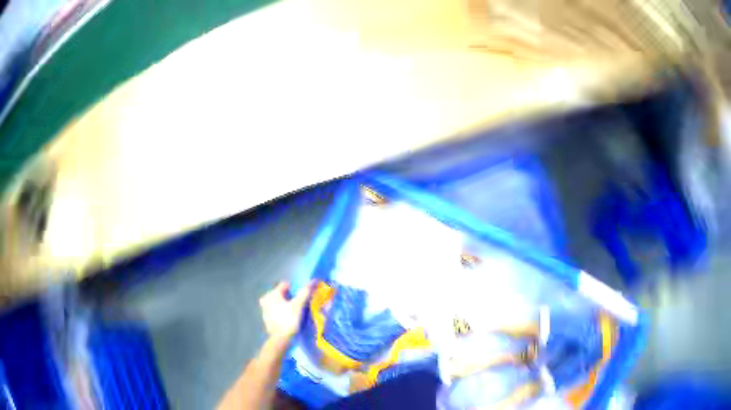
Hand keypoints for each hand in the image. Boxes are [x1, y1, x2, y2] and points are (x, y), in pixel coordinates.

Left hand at [259, 281, 312, 341]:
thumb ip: (305, 293)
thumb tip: (313, 281)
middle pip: (281, 294)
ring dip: (286, 305)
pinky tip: (288, 319)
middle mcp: (266, 299)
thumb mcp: (298, 305)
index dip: (295, 289)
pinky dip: (282, 313)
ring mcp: (265, 310)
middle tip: (299, 305)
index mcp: (272, 294)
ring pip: (278, 303)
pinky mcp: (267, 319)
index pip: (285, 285)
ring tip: (295, 312)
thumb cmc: (288, 319)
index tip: (302, 296)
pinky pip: (276, 311)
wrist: (280, 339)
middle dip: (290, 297)